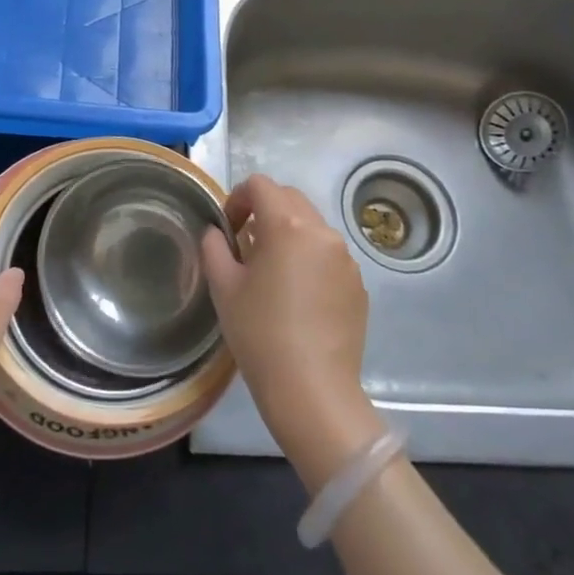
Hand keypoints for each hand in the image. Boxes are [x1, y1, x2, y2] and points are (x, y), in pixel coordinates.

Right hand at [201, 175, 381, 487]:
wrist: (311, 389)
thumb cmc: (259, 333)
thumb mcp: (223, 287)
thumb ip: (215, 247)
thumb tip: (217, 232)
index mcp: (287, 225)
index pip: (260, 185)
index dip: (237, 198)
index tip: (227, 228)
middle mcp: (322, 232)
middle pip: (290, 199)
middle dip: (264, 211)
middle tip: (245, 245)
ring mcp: (346, 258)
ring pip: (312, 227)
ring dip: (288, 234)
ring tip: (271, 272)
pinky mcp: (358, 284)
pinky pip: (329, 255)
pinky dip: (309, 259)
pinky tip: (297, 297)